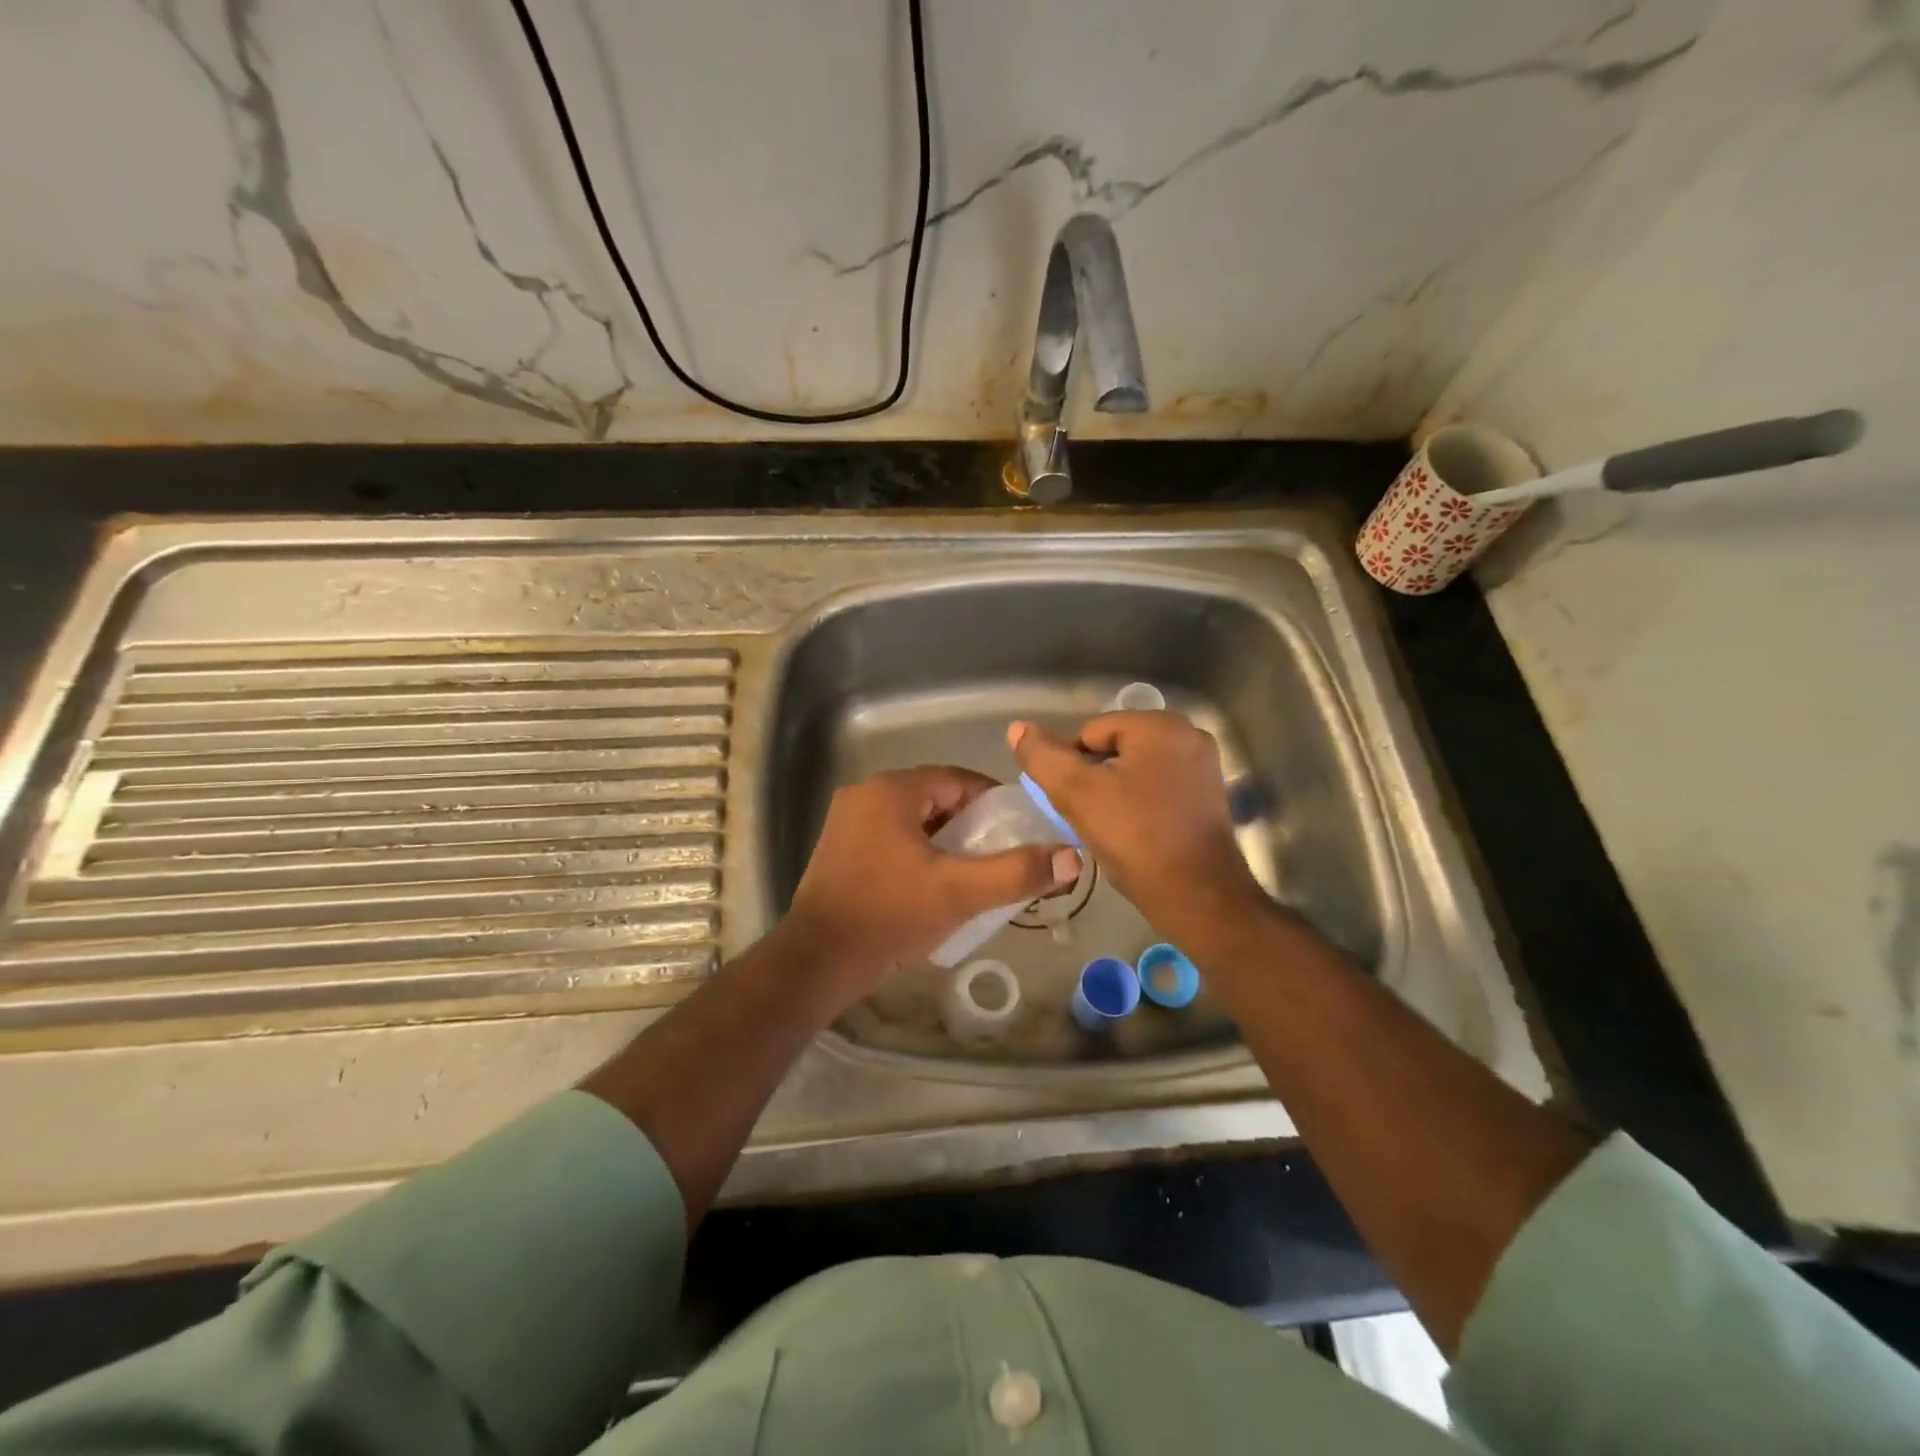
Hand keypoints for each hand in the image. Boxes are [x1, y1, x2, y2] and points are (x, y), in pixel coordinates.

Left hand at [782, 766, 1080, 1004]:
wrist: (817, 963)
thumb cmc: (888, 917)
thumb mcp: (959, 893)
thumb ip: (1016, 872)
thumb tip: (1072, 857)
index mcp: (891, 791)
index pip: (958, 780)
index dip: (994, 803)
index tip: (1019, 833)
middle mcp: (865, 795)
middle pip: (936, 799)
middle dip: (971, 826)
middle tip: (999, 858)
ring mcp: (848, 822)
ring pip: (915, 820)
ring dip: (946, 841)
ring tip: (973, 875)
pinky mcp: (841, 849)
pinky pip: (893, 837)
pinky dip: (919, 852)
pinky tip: (934, 885)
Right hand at [1009, 712, 1263, 937]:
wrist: (1196, 897)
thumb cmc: (1135, 838)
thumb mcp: (1077, 794)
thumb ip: (1043, 757)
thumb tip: (1018, 728)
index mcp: (1160, 726)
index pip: (1090, 731)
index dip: (1069, 764)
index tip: (1066, 800)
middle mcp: (1188, 735)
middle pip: (1115, 747)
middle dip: (1093, 777)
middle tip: (1083, 814)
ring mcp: (1203, 766)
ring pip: (1135, 769)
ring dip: (1114, 791)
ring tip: (1105, 826)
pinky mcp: (1209, 795)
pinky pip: (1158, 787)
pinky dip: (1139, 803)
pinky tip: (1131, 831)